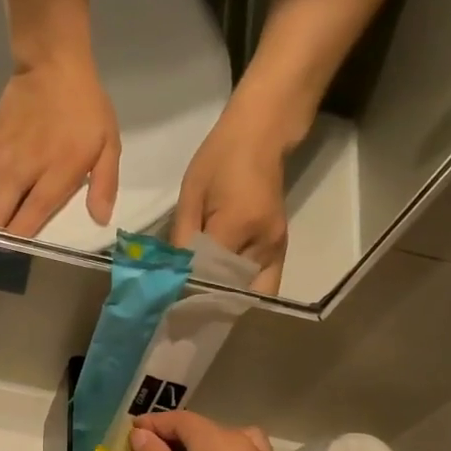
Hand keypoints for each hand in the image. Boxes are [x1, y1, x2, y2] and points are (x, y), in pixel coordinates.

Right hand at [0, 54, 120, 236]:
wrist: (53, 65)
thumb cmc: (86, 109)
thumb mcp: (109, 145)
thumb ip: (105, 184)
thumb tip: (101, 220)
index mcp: (58, 172)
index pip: (34, 213)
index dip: (19, 235)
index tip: (10, 251)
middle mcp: (26, 167)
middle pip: (0, 208)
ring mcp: (3, 154)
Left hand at [172, 105, 292, 293]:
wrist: (261, 136)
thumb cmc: (220, 159)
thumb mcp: (191, 195)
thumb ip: (183, 238)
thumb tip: (174, 275)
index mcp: (238, 224)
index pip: (210, 273)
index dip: (190, 291)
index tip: (170, 305)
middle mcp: (264, 243)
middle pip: (234, 292)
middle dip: (210, 306)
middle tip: (185, 315)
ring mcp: (278, 249)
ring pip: (251, 294)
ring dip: (227, 304)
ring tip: (202, 310)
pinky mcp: (281, 251)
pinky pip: (262, 285)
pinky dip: (242, 294)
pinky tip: (221, 295)